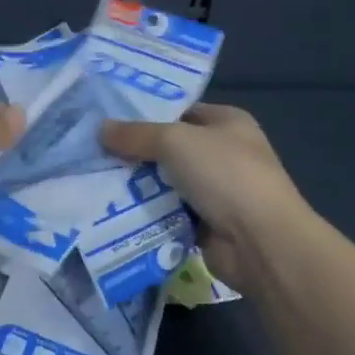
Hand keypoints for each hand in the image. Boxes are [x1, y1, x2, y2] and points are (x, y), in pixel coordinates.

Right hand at [100, 103, 315, 289]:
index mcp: (227, 122)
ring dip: (138, 185)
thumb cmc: (224, 175)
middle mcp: (224, 153)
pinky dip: (148, 213)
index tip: (108, 119)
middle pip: (170, 148)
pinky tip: (114, 211)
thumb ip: (136, 134)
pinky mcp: (207, 225)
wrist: (261, 242)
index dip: (146, 114)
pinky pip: (169, 212)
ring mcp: (217, 191)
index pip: (179, 111)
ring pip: (166, 182)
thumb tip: (101, 129)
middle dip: (136, 152)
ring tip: (95, 180)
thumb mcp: (175, 141)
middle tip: (93, 152)